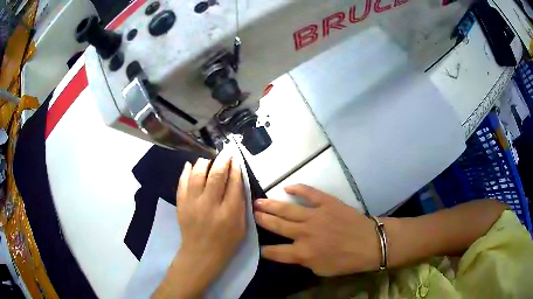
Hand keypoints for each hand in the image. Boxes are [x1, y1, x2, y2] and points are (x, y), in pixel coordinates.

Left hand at [153, 155, 245, 298]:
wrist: (200, 254)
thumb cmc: (225, 242)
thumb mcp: (241, 227)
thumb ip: (241, 204)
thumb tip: (237, 181)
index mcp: (229, 213)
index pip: (233, 183)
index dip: (235, 168)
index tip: (236, 159)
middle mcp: (210, 205)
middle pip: (216, 175)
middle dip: (222, 160)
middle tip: (225, 152)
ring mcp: (192, 204)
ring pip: (197, 175)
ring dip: (204, 162)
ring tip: (209, 159)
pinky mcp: (181, 204)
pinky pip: (182, 183)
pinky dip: (186, 171)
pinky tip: (190, 165)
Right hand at [254, 184, 379, 275]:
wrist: (370, 243)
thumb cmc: (346, 261)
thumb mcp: (321, 269)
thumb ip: (303, 261)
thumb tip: (292, 252)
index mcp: (302, 253)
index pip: (275, 252)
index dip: (264, 250)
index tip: (257, 246)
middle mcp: (304, 233)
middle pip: (276, 226)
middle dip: (262, 220)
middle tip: (251, 213)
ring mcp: (315, 216)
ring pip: (287, 209)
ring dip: (271, 205)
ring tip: (258, 201)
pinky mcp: (327, 202)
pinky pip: (309, 192)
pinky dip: (297, 188)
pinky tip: (287, 187)